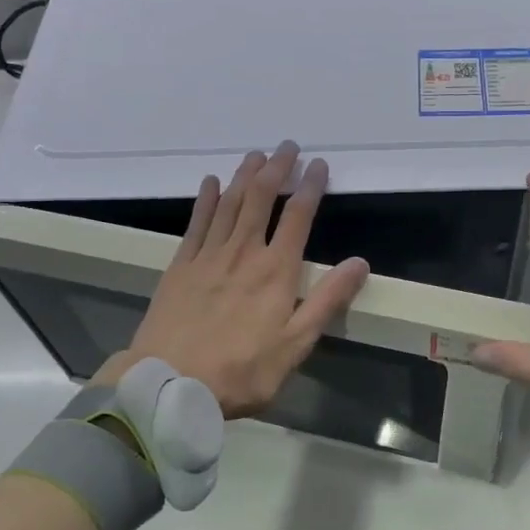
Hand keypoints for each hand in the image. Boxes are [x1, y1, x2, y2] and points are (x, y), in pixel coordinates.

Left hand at [95, 141, 369, 418]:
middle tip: (287, 146)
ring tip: (256, 155)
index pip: (297, 216)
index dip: (309, 186)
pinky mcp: (180, 265)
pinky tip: (210, 182)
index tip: (318, 165)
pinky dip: (205, 199)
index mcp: (276, 271)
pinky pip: (196, 222)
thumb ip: (327, 301)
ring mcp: (208, 256)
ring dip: (244, 175)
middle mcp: (243, 252)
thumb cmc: (241, 371)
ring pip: (229, 203)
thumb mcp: (295, 345)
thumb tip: (359, 262)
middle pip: (261, 198)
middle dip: (276, 168)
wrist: (170, 383)